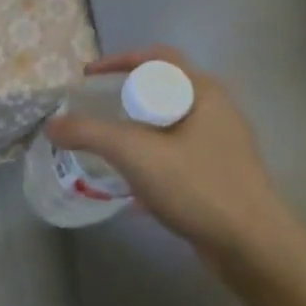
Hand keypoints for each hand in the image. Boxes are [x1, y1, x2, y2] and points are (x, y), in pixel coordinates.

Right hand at [45, 45, 290, 258]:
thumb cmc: (197, 186)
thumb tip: (51, 125)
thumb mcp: (133, 153)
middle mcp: (217, 110)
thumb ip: (88, 134)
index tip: (88, 76)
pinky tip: (133, 179)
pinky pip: (178, 151)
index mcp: (202, 92)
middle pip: (164, 88)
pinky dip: (152, 154)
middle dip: (127, 94)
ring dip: (138, 126)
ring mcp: (223, 143)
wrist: (254, 248)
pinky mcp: (222, 173)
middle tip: (97, 108)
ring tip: (109, 142)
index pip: (157, 58)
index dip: (119, 60)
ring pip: (171, 122)